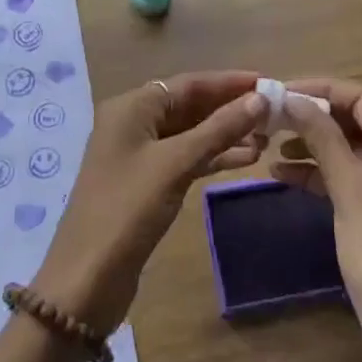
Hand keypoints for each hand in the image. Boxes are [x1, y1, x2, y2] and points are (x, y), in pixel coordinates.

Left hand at [33, 71, 266, 333]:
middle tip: (274, 113)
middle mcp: (133, 122)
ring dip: (226, 133)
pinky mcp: (146, 183)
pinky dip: (213, 157)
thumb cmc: (129, 209)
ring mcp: (138, 154)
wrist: (86, 280)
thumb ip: (219, 129)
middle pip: (190, 105)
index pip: (189, 83)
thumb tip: (259, 100)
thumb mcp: (177, 163)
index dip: (229, 81)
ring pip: (190, 133)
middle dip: (230, 108)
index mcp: (132, 107)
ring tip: (268, 138)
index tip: (267, 82)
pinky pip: (185, 157)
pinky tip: (246, 160)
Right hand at [272, 79, 361, 361]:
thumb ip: (322, 138)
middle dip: (312, 115)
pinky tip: (283, 175)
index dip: (319, 89)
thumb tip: (292, 97)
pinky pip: (347, 179)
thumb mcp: (349, 191)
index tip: (278, 93)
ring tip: (270, 144)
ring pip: (347, 150)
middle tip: (269, 118)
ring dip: (312, 144)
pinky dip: (318, 174)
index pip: (359, 97)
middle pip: (353, 120)